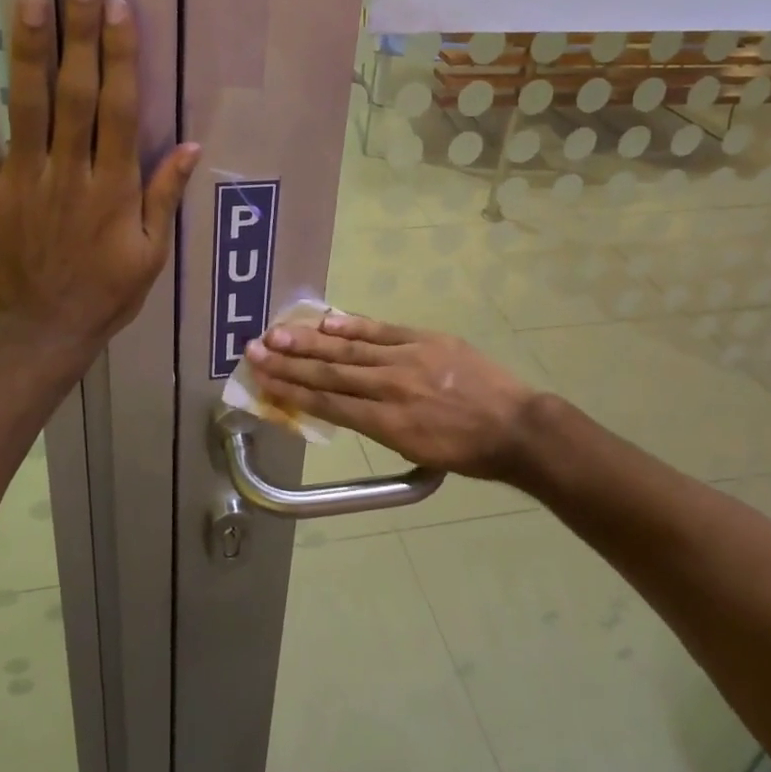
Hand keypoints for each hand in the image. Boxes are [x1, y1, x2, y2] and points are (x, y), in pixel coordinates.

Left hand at [0, 0, 199, 355]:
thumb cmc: (106, 292)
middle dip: (79, 34)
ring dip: (27, 51)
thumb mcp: (153, 253)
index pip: (121, 110)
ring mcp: (23, 180)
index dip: (121, 57)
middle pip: (76, 94)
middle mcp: (69, 173)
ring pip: (26, 107)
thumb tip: (192, 145)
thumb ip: (165, 196)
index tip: (119, 9)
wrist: (43, 331)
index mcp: (113, 188)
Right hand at [244, 313, 539, 481]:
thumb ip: (376, 426)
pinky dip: (352, 325)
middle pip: (329, 372)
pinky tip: (326, 320)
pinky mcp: (425, 339)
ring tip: (277, 332)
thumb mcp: (415, 451)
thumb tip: (343, 404)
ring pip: (349, 348)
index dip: (291, 391)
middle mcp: (389, 388)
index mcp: (387, 423)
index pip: (328, 403)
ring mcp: (407, 359)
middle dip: (288, 362)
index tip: (262, 380)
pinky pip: (381, 330)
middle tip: (254, 350)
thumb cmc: (466, 451)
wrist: (516, 426)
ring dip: (310, 340)